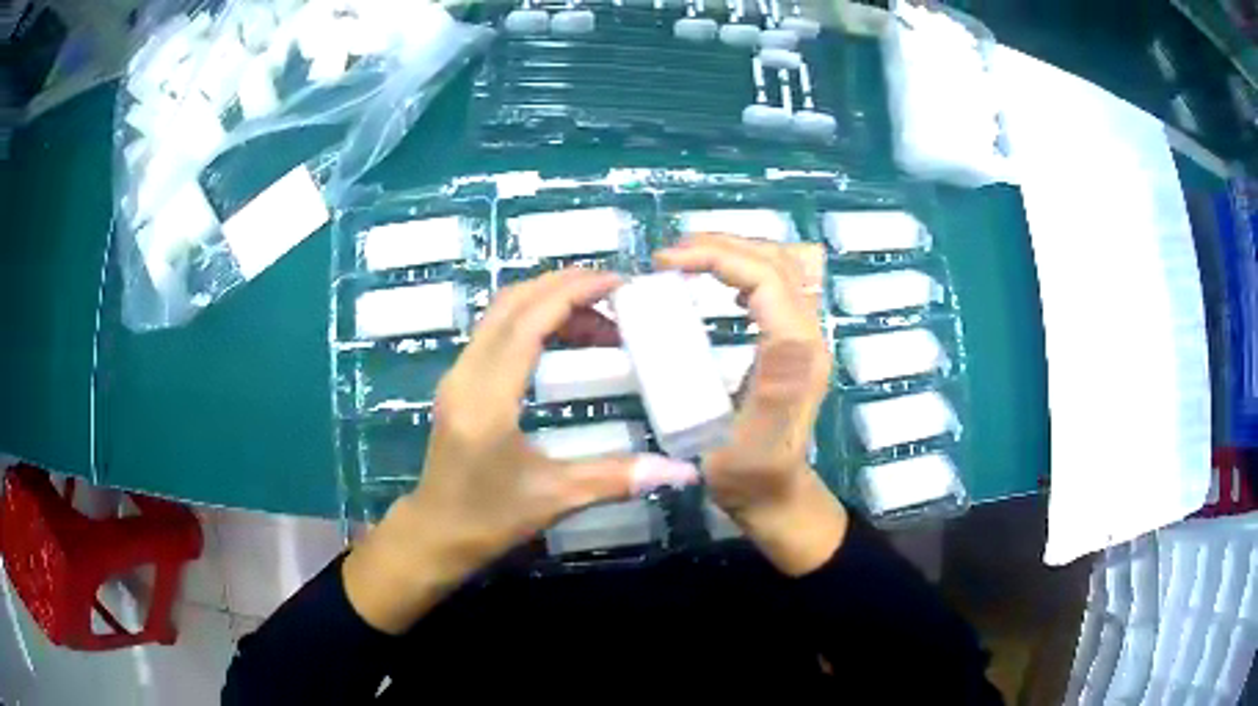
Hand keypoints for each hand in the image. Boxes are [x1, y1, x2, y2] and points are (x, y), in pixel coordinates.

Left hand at [344, 270, 698, 632]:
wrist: (433, 535)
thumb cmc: (487, 520)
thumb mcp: (554, 499)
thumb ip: (617, 478)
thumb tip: (681, 472)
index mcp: (488, 398)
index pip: (529, 321)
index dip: (574, 293)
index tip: (619, 283)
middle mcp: (466, 374)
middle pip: (512, 304)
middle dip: (564, 286)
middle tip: (616, 293)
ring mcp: (458, 375)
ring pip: (501, 314)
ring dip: (548, 302)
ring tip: (600, 321)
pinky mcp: (458, 383)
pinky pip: (495, 332)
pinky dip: (532, 320)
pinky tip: (565, 340)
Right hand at [656, 234, 848, 575]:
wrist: (775, 499)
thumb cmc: (752, 477)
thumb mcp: (755, 444)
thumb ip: (776, 392)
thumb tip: (788, 331)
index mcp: (798, 352)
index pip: (765, 276)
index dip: (717, 255)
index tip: (665, 262)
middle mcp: (808, 336)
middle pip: (774, 262)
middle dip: (722, 245)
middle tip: (669, 253)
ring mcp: (802, 339)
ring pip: (776, 270)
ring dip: (732, 252)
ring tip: (685, 258)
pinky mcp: (790, 346)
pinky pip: (771, 289)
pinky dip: (739, 272)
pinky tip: (715, 282)